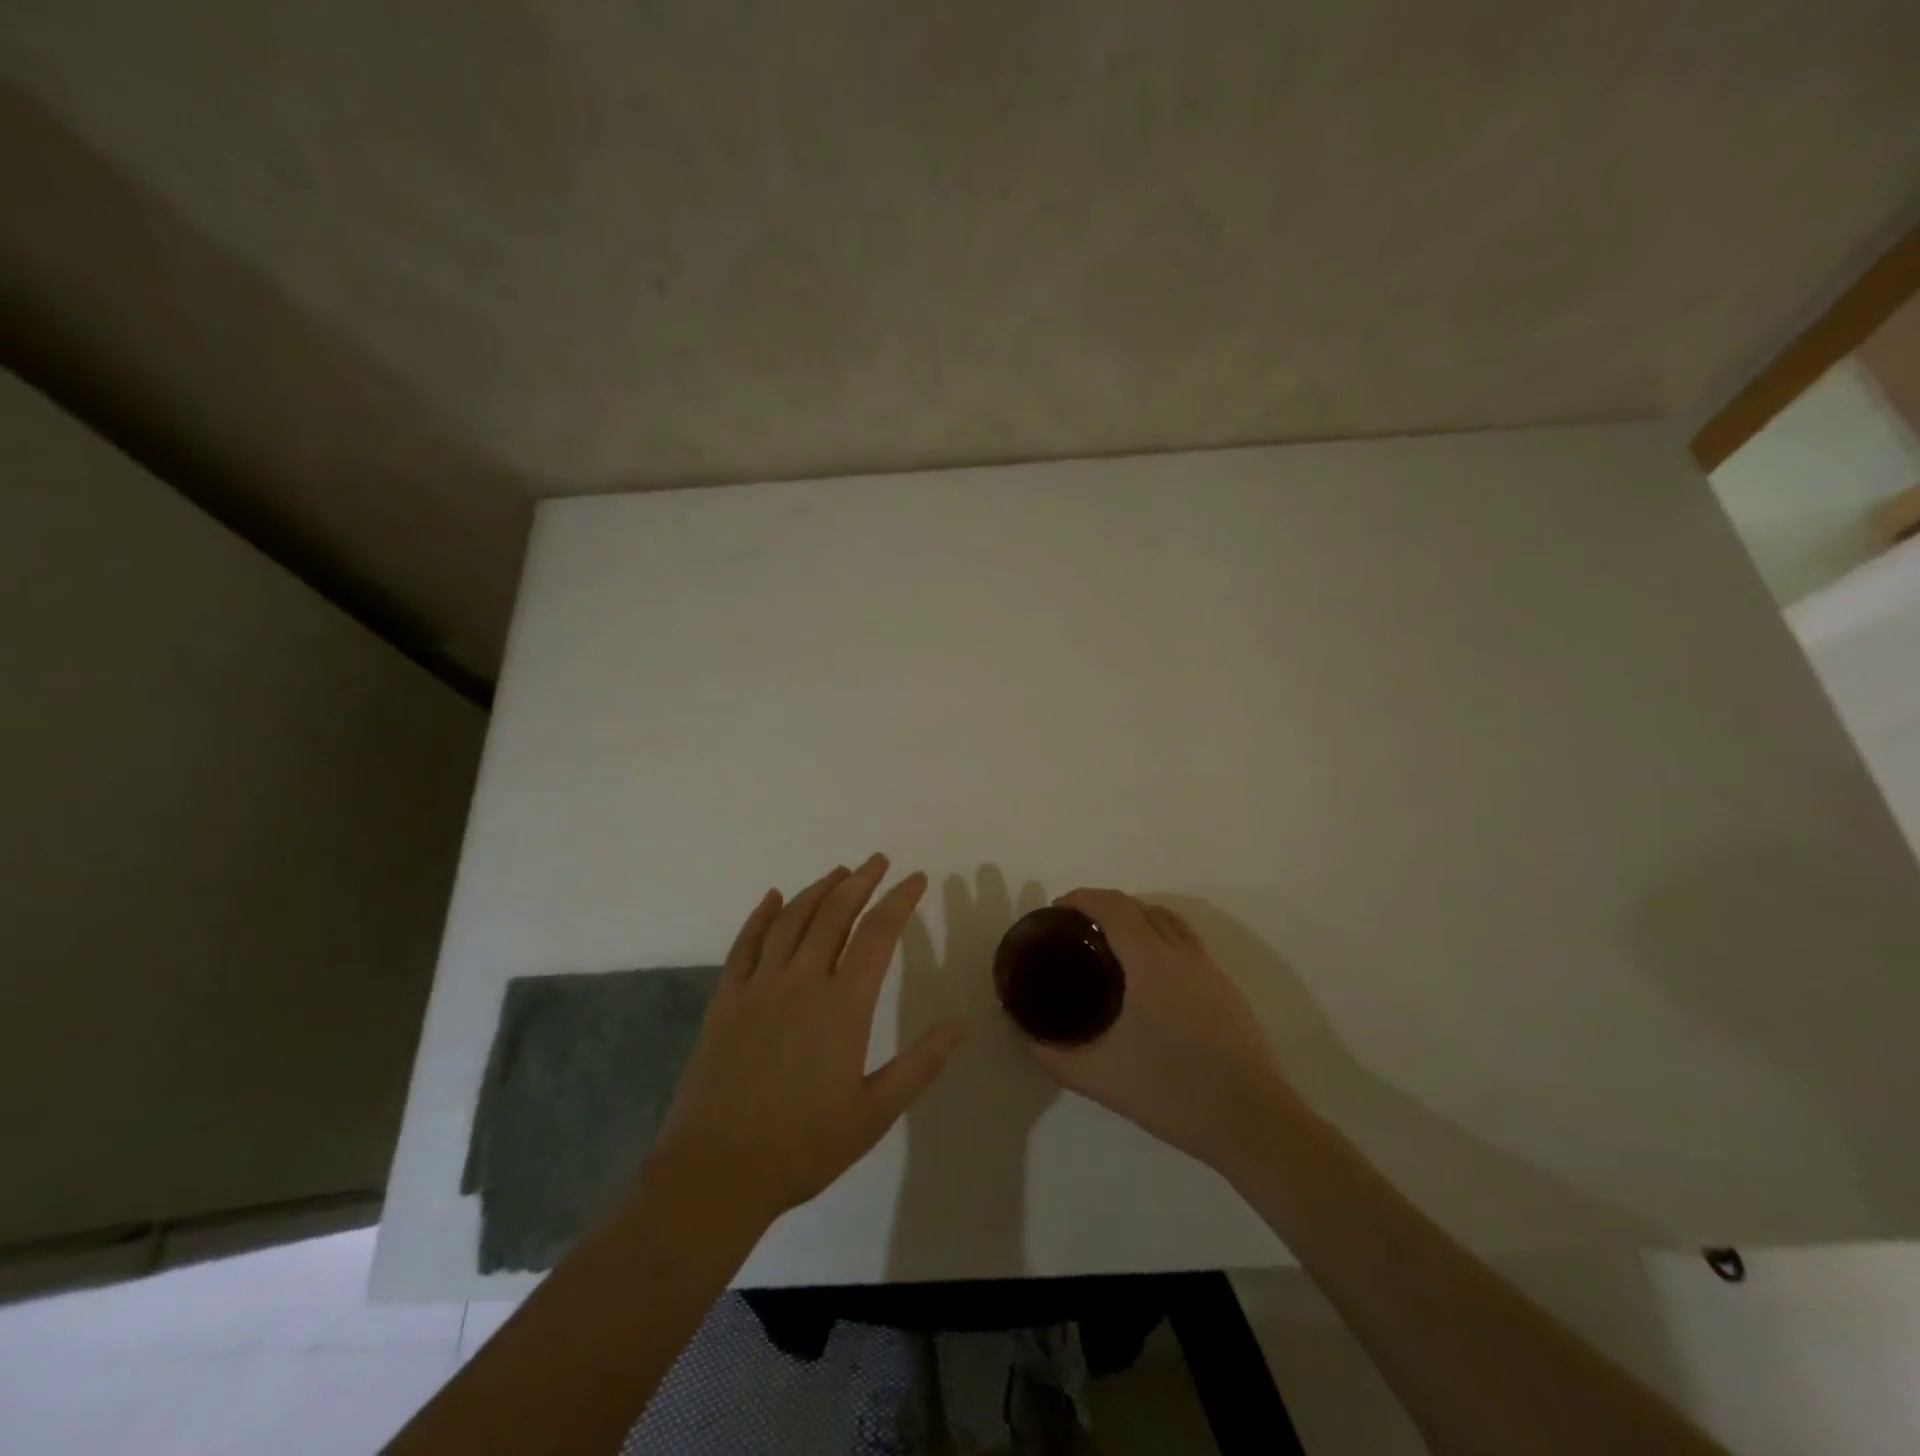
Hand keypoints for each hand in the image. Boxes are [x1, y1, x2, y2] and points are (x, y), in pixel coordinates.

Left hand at [650, 855, 969, 1225]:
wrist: (716, 1173)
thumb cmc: (804, 1146)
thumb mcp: (875, 1113)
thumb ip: (921, 1063)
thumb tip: (963, 1021)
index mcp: (842, 1005)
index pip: (878, 934)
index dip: (900, 900)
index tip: (917, 878)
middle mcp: (801, 981)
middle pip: (834, 914)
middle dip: (860, 882)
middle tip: (878, 861)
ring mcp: (758, 987)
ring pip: (792, 920)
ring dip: (818, 890)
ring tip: (839, 872)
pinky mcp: (726, 1000)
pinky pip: (745, 944)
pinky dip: (761, 915)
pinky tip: (772, 897)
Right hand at [1029, 889, 1297, 1172]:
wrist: (1253, 1123)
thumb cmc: (1173, 1092)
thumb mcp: (1102, 1078)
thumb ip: (1057, 1058)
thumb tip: (1029, 1041)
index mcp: (1151, 961)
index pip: (1114, 906)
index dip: (1082, 898)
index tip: (1058, 911)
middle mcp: (1182, 954)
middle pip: (1141, 907)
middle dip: (1106, 907)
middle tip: (1078, 932)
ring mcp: (1210, 970)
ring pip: (1169, 922)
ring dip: (1137, 919)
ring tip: (1112, 948)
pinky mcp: (1226, 990)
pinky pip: (1187, 944)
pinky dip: (1161, 940)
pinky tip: (1149, 981)